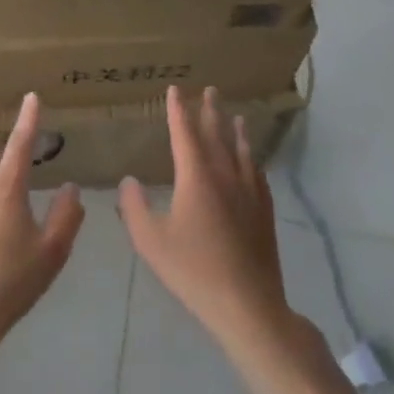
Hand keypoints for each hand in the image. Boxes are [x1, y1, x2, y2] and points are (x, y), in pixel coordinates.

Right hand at [119, 87, 295, 350]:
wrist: (247, 303)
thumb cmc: (193, 270)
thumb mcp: (150, 241)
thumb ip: (134, 208)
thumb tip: (129, 181)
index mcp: (196, 177)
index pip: (185, 133)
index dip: (178, 110)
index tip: (175, 90)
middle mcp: (225, 176)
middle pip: (217, 135)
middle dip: (209, 111)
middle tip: (209, 90)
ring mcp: (249, 192)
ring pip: (241, 151)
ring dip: (234, 130)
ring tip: (234, 115)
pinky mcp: (264, 210)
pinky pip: (256, 172)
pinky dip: (251, 157)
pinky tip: (251, 160)